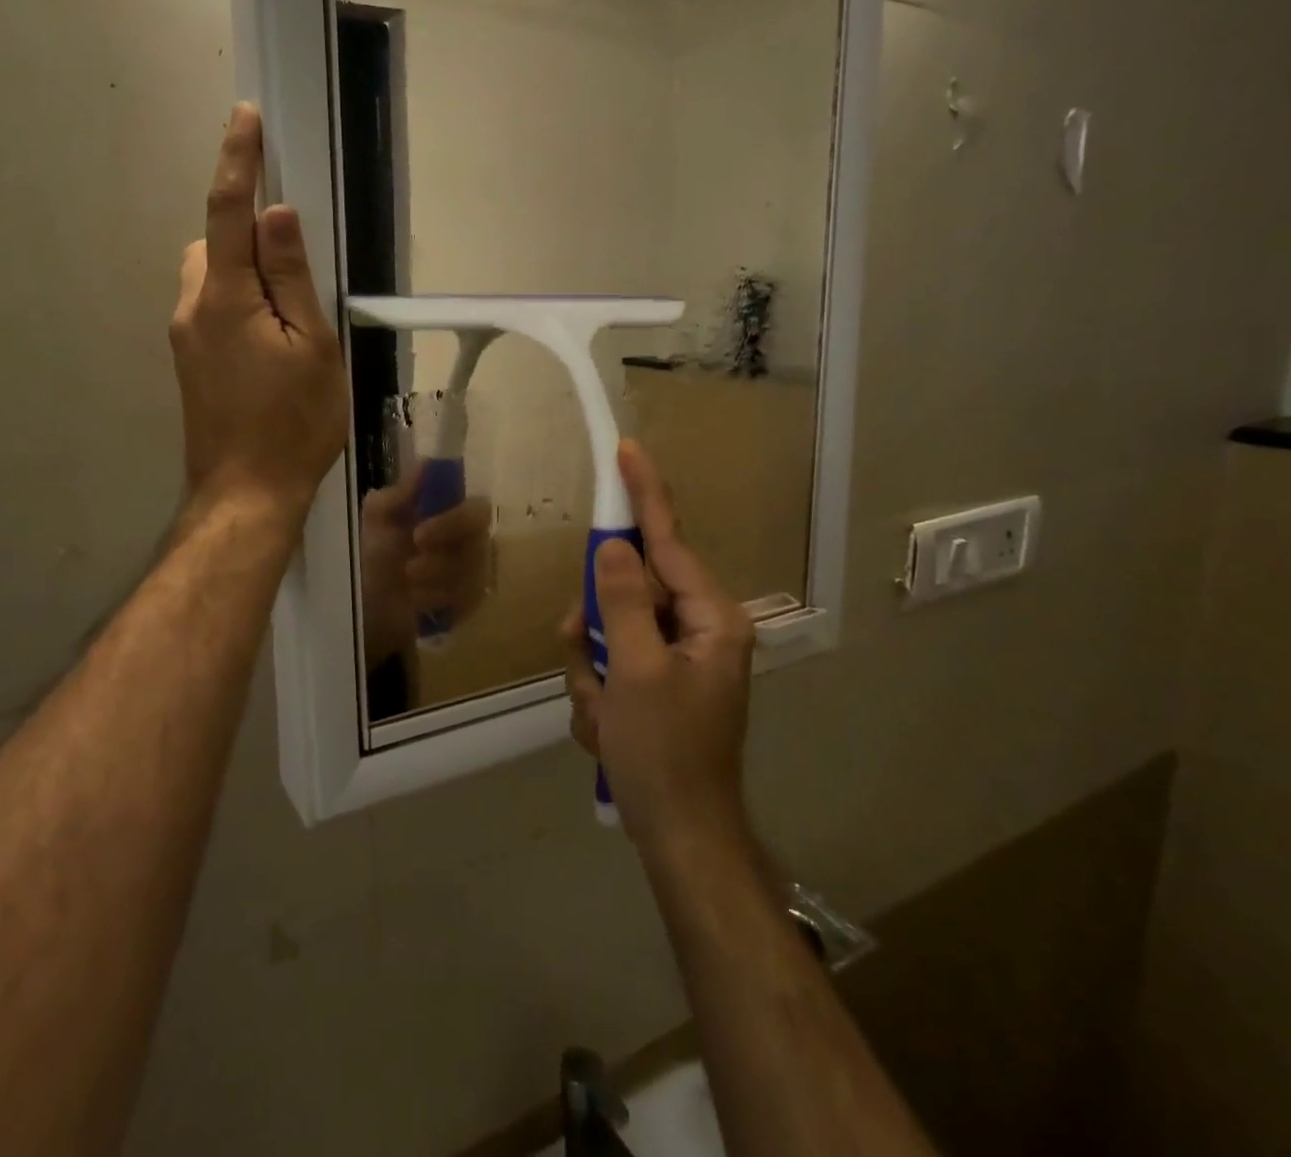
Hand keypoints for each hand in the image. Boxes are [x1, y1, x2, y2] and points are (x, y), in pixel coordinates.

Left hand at [170, 105, 348, 517]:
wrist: (246, 493)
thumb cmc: (293, 421)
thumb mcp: (311, 346)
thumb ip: (291, 277)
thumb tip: (276, 214)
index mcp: (224, 296)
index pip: (228, 211)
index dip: (238, 160)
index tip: (245, 116)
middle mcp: (191, 307)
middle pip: (213, 244)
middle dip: (245, 234)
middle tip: (296, 272)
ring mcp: (184, 338)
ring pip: (210, 278)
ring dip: (243, 275)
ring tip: (290, 319)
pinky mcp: (189, 362)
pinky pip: (210, 309)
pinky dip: (238, 304)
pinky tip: (270, 345)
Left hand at [358, 467, 493, 664]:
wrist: (370, 604)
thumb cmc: (376, 554)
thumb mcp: (377, 520)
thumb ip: (398, 494)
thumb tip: (425, 464)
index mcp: (451, 511)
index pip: (476, 508)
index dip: (453, 520)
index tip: (418, 534)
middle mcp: (472, 538)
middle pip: (480, 543)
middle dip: (442, 557)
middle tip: (409, 568)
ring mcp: (476, 571)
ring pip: (472, 574)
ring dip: (434, 579)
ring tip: (406, 582)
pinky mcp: (473, 600)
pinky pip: (467, 600)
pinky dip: (437, 600)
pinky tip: (416, 601)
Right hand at [563, 441, 755, 855]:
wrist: (681, 840)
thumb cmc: (664, 755)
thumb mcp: (635, 672)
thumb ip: (623, 601)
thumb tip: (614, 546)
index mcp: (711, 618)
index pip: (669, 541)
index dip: (645, 495)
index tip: (627, 451)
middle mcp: (700, 629)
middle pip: (631, 589)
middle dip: (596, 622)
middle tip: (580, 646)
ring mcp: (678, 659)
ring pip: (612, 630)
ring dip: (593, 669)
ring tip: (603, 713)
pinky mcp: (658, 685)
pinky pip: (612, 665)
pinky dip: (599, 694)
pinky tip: (608, 729)